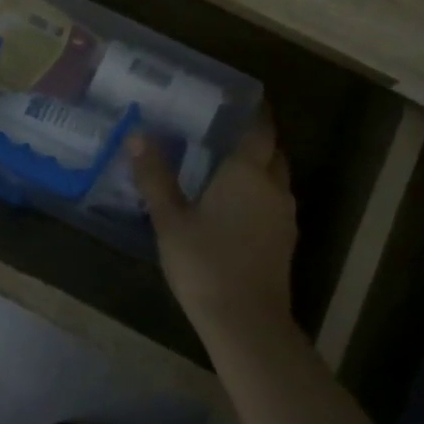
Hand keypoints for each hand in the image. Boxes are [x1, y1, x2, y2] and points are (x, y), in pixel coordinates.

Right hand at [129, 111, 299, 348]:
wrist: (246, 323)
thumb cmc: (204, 264)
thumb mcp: (169, 220)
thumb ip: (154, 176)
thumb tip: (138, 135)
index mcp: (247, 172)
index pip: (260, 128)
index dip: (254, 111)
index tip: (237, 100)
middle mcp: (273, 186)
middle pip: (272, 151)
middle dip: (255, 139)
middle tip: (223, 133)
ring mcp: (284, 215)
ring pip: (276, 178)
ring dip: (258, 168)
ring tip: (225, 168)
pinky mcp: (285, 240)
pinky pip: (275, 203)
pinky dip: (259, 194)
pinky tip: (235, 207)